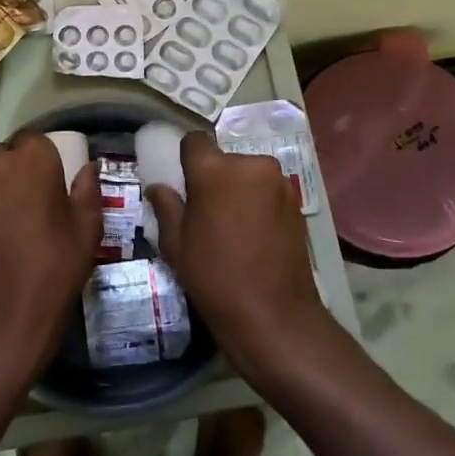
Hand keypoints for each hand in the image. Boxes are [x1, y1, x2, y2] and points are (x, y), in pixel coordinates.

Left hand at [0, 133, 103, 388]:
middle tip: (32, 206)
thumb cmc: (54, 268)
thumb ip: (88, 190)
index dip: (45, 161)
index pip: (37, 141)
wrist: (1, 319)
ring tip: (8, 227)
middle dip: (17, 173)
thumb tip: (89, 167)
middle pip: (6, 156)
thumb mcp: (86, 229)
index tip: (53, 185)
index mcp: (29, 159)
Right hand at [146, 133, 336, 382]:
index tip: (183, 182)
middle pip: (224, 159)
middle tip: (206, 210)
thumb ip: (166, 207)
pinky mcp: (296, 200)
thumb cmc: (215, 277)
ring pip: (248, 173)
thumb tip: (158, 187)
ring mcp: (278, 181)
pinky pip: (267, 190)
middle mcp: (249, 165)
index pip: (194, 141)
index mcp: (214, 170)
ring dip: (238, 189)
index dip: (186, 158)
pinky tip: (254, 233)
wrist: (273, 314)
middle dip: (214, 177)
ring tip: (232, 225)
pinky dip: (258, 202)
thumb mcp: (176, 245)